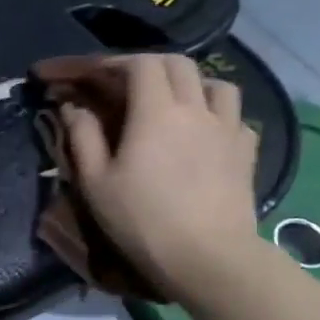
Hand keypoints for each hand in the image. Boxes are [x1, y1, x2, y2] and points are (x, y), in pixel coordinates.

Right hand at [59, 53, 261, 301]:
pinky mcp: (246, 151)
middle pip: (178, 65)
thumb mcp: (96, 182)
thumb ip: (82, 137)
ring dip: (190, 83)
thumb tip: (73, 108)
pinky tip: (204, 132)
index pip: (140, 65)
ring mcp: (228, 128)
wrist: (206, 256)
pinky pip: (234, 116)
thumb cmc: (141, 220)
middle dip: (150, 66)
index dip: (116, 64)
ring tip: (173, 102)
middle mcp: (196, 109)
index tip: (95, 76)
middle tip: (127, 84)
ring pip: (215, 84)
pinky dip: (216, 114)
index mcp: (156, 112)